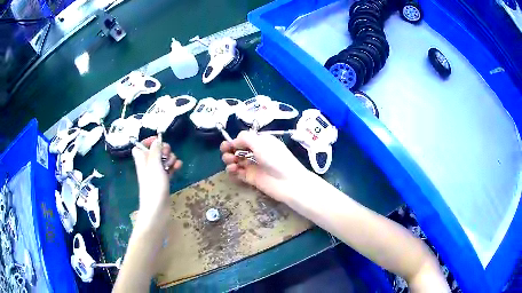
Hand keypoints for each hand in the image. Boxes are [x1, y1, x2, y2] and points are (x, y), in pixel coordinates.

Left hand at [132, 136, 181, 228]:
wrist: (157, 208)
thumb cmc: (153, 186)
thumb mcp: (154, 164)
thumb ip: (155, 150)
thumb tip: (157, 140)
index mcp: (142, 160)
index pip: (139, 147)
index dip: (147, 142)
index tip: (158, 140)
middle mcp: (148, 165)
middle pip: (155, 152)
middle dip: (163, 150)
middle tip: (167, 154)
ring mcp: (156, 174)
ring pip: (163, 160)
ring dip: (170, 158)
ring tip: (173, 164)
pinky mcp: (163, 181)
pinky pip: (169, 169)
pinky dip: (174, 167)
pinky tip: (179, 167)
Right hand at [220, 131, 309, 201]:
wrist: (288, 183)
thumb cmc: (276, 159)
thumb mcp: (261, 143)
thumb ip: (245, 138)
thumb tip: (234, 141)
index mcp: (261, 141)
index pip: (243, 138)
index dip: (235, 141)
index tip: (230, 145)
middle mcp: (256, 152)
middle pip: (237, 149)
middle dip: (229, 150)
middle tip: (227, 153)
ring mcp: (253, 166)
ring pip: (236, 161)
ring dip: (230, 160)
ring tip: (232, 163)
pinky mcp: (251, 178)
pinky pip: (238, 173)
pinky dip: (232, 171)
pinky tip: (233, 170)